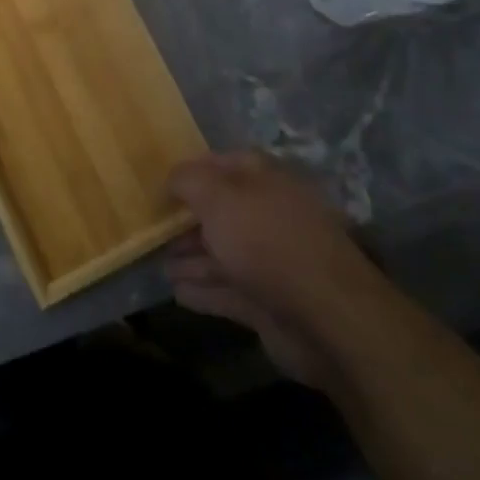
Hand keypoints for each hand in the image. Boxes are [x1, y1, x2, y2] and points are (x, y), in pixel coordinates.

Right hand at [165, 151, 368, 386]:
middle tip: (154, 228)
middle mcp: (269, 215)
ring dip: (192, 258)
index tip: (160, 185)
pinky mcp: (269, 302)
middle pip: (221, 212)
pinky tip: (177, 292)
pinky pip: (227, 290)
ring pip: (223, 253)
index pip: (222, 164)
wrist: (326, 315)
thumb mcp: (218, 197)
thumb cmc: (267, 240)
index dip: (190, 172)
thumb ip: (188, 181)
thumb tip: (171, 177)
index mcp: (265, 180)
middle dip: (188, 220)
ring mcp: (271, 261)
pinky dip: (203, 290)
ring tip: (159, 263)